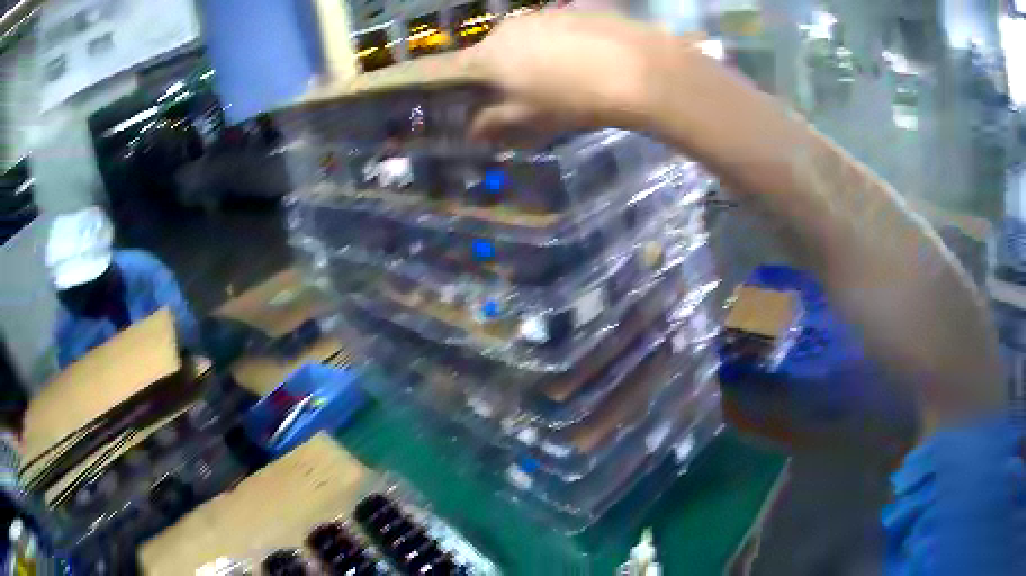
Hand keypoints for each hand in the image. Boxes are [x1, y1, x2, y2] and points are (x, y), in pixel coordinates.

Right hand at [459, 11, 697, 144]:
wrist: (635, 68)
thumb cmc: (571, 99)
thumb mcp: (530, 120)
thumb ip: (495, 123)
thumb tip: (473, 129)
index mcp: (488, 56)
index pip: (452, 68)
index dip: (448, 82)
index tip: (451, 91)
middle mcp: (507, 28)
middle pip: (490, 51)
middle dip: (497, 72)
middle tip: (519, 96)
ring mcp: (540, 14)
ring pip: (522, 39)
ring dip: (528, 57)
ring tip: (557, 79)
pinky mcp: (570, 10)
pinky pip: (550, 30)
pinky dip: (554, 45)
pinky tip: (579, 61)